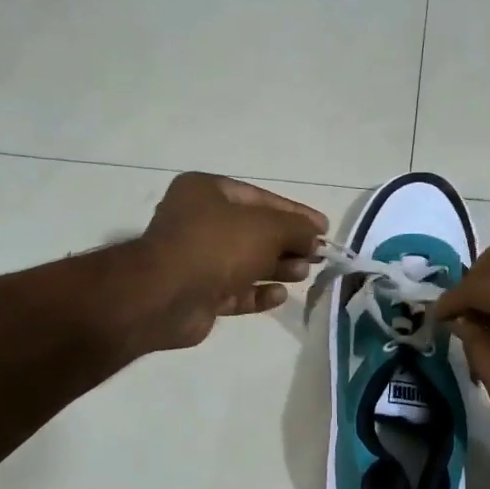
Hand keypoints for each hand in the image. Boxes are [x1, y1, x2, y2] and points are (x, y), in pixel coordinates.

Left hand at [135, 173, 327, 349]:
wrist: (165, 296)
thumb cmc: (217, 247)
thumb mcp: (267, 228)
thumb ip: (297, 228)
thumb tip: (315, 236)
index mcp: (206, 191)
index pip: (260, 198)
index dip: (295, 213)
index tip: (324, 228)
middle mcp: (198, 221)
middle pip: (253, 231)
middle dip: (287, 244)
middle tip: (317, 256)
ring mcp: (196, 259)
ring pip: (245, 262)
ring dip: (276, 268)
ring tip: (303, 274)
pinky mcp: (197, 293)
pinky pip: (234, 290)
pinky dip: (257, 293)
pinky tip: (280, 296)